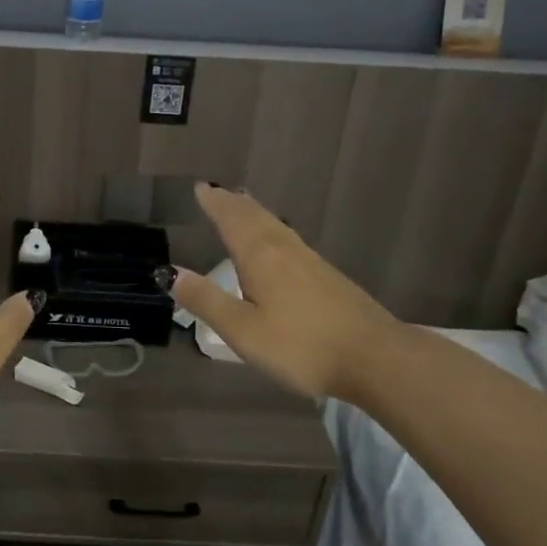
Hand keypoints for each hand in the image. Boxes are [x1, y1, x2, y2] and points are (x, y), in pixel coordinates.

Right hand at [165, 183, 405, 400]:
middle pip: (254, 217)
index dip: (214, 204)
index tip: (199, 187)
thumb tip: (170, 273)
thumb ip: (206, 300)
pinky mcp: (328, 276)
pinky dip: (273, 228)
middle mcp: (284, 249)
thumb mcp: (243, 330)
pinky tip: (279, 243)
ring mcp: (310, 261)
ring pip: (275, 225)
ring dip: (254, 212)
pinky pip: (289, 238)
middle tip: (217, 191)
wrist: (376, 358)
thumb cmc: (301, 345)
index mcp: (260, 256)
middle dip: (232, 203)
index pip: (231, 220)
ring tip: (243, 205)